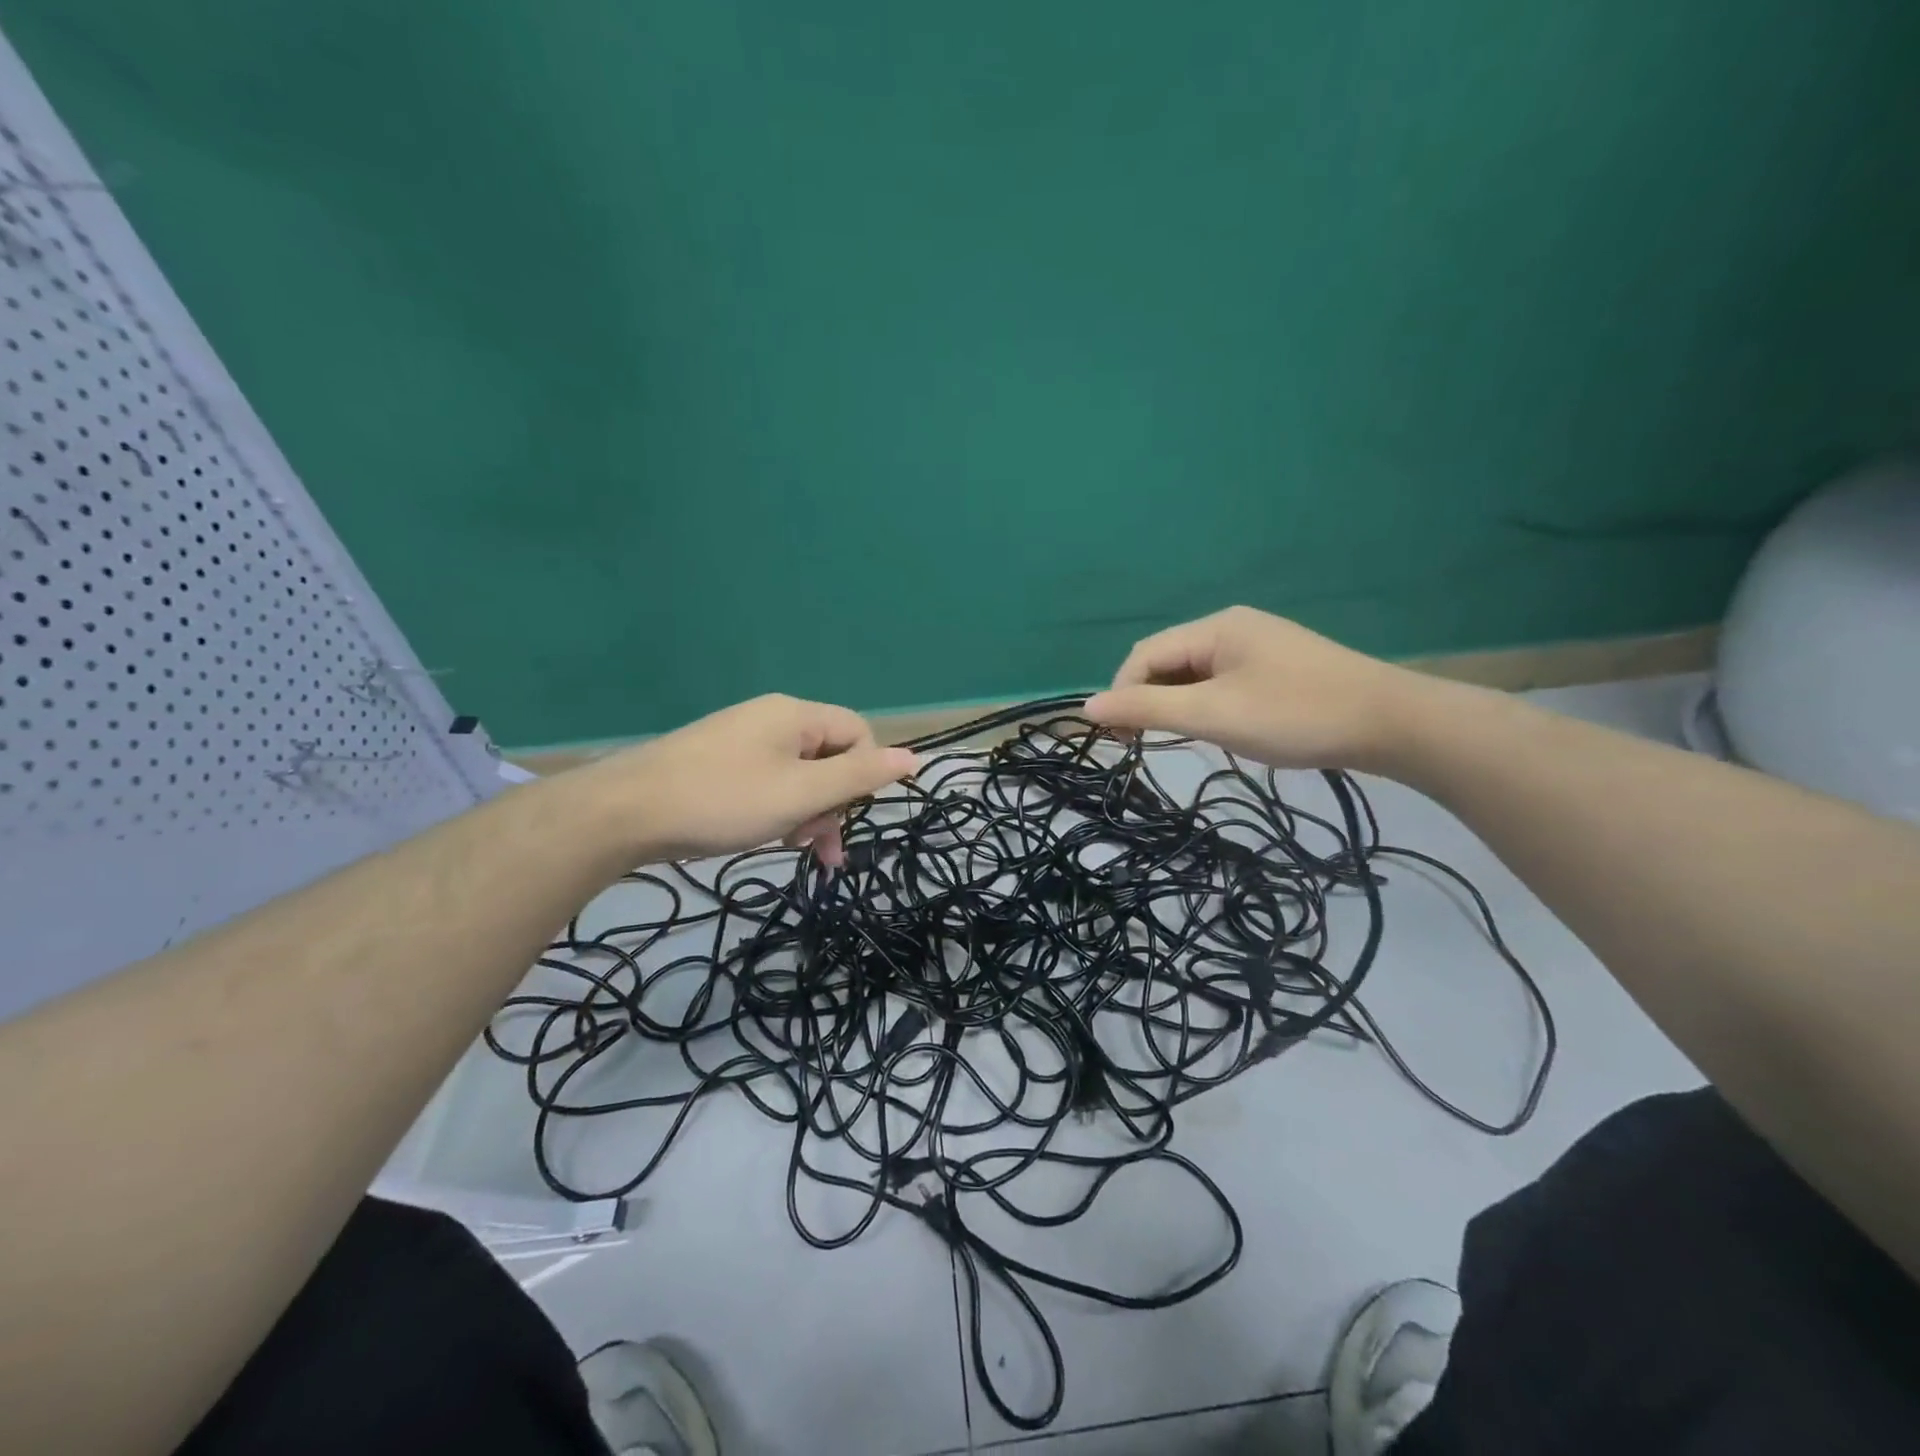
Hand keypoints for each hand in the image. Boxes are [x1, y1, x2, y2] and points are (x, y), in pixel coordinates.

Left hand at [580, 694, 916, 865]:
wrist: (623, 813)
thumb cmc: (724, 801)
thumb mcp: (802, 794)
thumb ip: (860, 776)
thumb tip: (914, 757)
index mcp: (796, 715)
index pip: (859, 733)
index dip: (864, 775)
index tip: (846, 816)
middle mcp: (772, 718)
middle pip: (829, 756)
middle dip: (832, 803)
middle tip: (818, 848)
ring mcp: (741, 739)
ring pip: (798, 774)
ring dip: (805, 812)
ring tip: (789, 848)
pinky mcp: (718, 762)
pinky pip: (767, 781)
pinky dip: (775, 809)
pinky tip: (763, 835)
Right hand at [1083, 606, 1424, 770]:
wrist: (1391, 724)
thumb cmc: (1294, 715)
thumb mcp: (1211, 714)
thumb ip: (1147, 708)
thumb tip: (1088, 705)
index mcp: (1215, 628)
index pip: (1144, 655)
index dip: (1121, 693)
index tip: (1120, 739)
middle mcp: (1232, 628)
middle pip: (1168, 661)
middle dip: (1148, 699)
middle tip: (1144, 743)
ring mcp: (1258, 646)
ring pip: (1195, 674)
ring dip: (1176, 705)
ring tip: (1181, 739)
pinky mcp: (1277, 668)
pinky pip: (1222, 682)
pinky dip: (1205, 705)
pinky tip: (1217, 728)